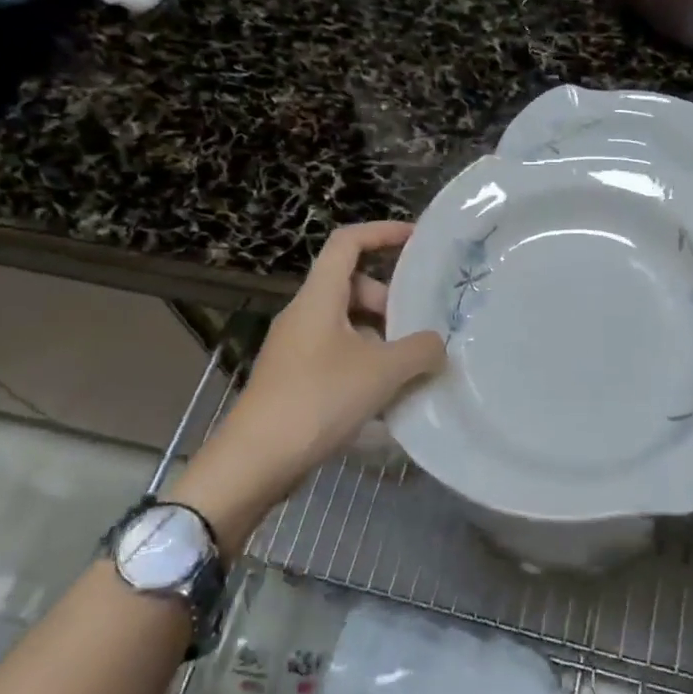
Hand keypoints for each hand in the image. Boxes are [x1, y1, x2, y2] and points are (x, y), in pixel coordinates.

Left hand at [174, 222, 444, 544]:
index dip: (383, 232)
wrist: (255, 461)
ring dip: (381, 335)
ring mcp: (296, 348)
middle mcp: (304, 314)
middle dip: (390, 299)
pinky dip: (365, 362)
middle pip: (352, 285)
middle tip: (419, 325)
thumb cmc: (318, 400)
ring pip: (347, 323)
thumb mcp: (381, 372)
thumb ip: (420, 350)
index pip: (348, 242)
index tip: (417, 239)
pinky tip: (386, 396)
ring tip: (410, 365)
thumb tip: (437, 345)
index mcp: (319, 298)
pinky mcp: (294, 378)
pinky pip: (338, 353)